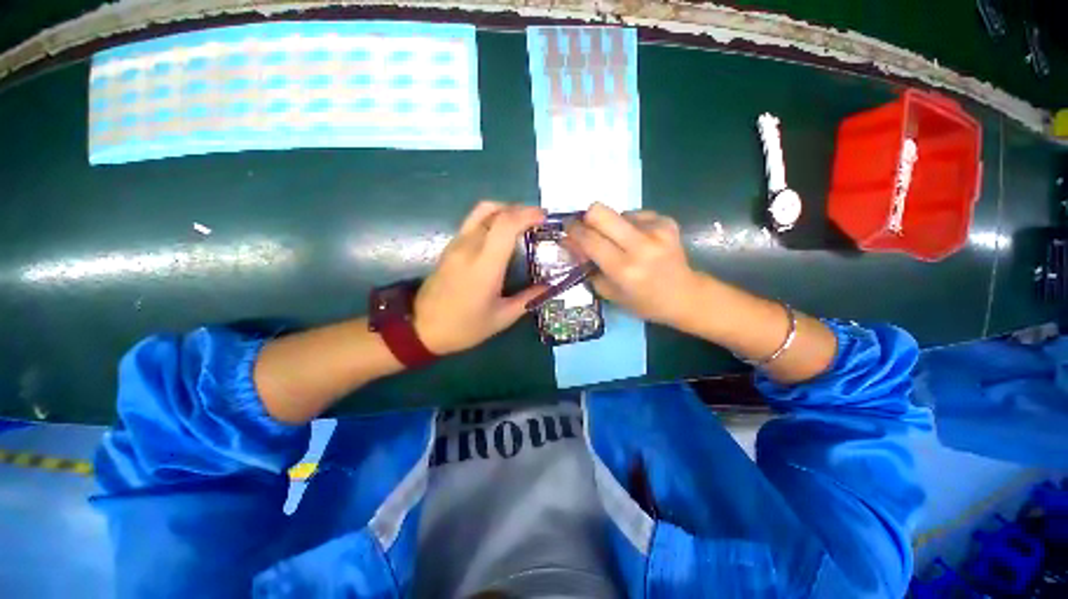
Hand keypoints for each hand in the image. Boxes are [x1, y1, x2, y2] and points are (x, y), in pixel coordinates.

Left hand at [414, 201, 546, 354]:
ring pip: (481, 212)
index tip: (544, 217)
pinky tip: (502, 235)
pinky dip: (492, 219)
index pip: (505, 224)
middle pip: (494, 211)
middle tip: (537, 220)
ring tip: (521, 223)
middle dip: (519, 209)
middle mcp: (469, 247)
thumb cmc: (464, 327)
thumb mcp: (501, 318)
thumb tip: (550, 287)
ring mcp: (456, 245)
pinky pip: (473, 222)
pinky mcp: (450, 247)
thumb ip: (528, 299)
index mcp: (485, 265)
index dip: (527, 214)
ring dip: (504, 210)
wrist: (421, 329)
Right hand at [566, 203, 698, 325]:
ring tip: (620, 242)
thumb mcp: (609, 292)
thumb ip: (588, 267)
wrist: (685, 295)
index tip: (567, 228)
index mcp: (624, 269)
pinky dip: (629, 225)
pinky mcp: (666, 221)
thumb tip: (571, 243)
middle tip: (588, 230)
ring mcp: (656, 230)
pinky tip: (637, 240)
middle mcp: (640, 245)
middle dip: (587, 218)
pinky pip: (635, 214)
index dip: (573, 231)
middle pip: (600, 211)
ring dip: (611, 226)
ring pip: (617, 212)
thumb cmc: (643, 302)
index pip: (589, 239)